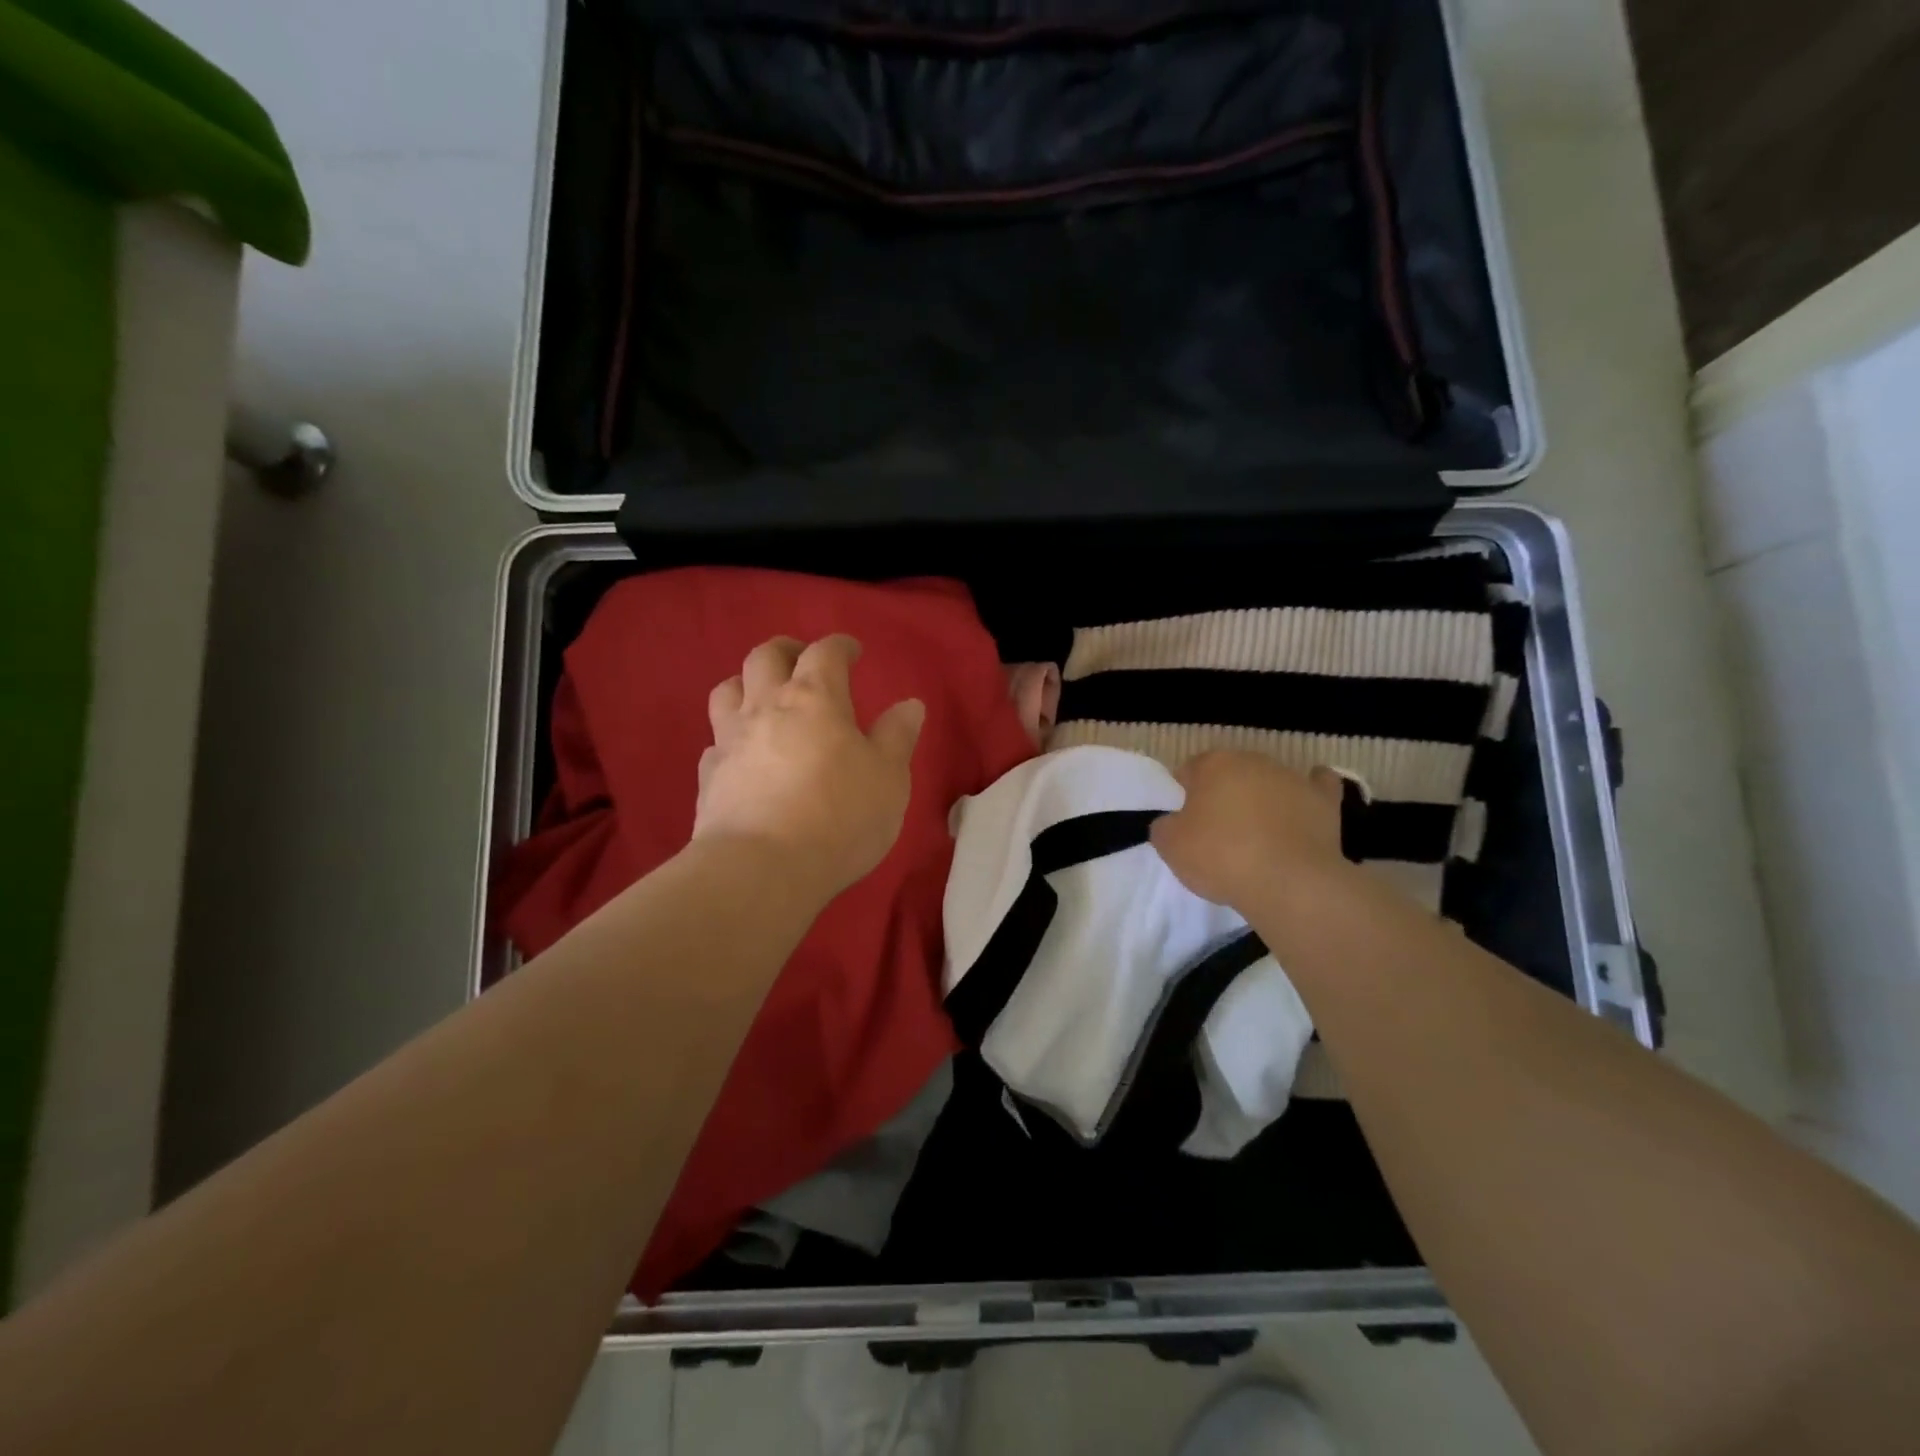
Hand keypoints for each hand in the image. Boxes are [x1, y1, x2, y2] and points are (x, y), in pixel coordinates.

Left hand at [694, 634, 925, 900]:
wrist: (762, 869)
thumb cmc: (840, 817)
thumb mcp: (889, 778)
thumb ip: (898, 737)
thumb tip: (909, 705)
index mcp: (815, 698)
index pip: (825, 652)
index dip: (840, 645)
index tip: (852, 651)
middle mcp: (766, 707)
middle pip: (766, 657)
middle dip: (787, 651)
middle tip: (803, 661)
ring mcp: (731, 740)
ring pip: (728, 689)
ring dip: (747, 683)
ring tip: (763, 697)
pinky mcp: (709, 776)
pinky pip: (715, 741)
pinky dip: (730, 737)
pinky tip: (742, 755)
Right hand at [1150, 751, 1348, 910]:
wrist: (1289, 883)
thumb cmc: (1221, 857)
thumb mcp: (1170, 846)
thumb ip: (1164, 826)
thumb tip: (1172, 822)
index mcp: (1214, 764)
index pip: (1190, 770)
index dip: (1184, 794)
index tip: (1183, 821)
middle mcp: (1254, 761)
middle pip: (1231, 773)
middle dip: (1223, 793)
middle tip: (1217, 830)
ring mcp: (1293, 778)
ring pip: (1269, 781)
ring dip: (1261, 798)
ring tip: (1257, 835)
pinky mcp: (1325, 801)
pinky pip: (1318, 786)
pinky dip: (1311, 792)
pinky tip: (1305, 802)